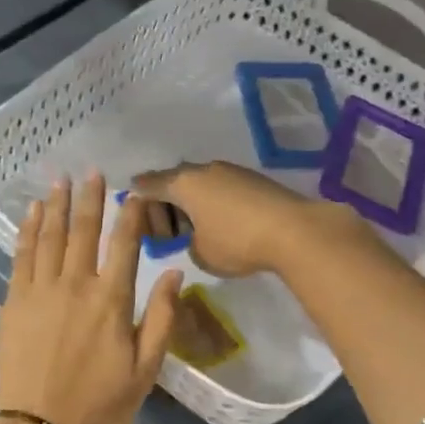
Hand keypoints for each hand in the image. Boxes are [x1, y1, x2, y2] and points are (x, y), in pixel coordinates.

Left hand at [0, 173, 182, 423]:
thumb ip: (161, 319)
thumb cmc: (99, 404)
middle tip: (92, 171)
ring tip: (61, 180)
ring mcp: (41, 290)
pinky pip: (22, 256)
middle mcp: (76, 285)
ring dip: (57, 205)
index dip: (131, 214)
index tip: (134, 192)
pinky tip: (33, 212)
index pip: (125, 244)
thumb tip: (175, 274)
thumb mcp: (145, 370)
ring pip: (51, 236)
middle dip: (90, 198)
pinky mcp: (15, 301)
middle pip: (84, 230)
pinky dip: (29, 230)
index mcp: (111, 301)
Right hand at [132, 161, 339, 277]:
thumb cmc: (237, 242)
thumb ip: (186, 243)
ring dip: (191, 203)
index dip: (136, 198)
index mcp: (183, 183)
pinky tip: (220, 224)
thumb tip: (195, 237)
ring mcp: (231, 171)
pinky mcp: (252, 179)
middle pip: (173, 181)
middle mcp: (203, 170)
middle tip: (166, 234)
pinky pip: (220, 188)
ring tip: (194, 230)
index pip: (148, 185)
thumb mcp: (200, 253)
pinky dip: (212, 203)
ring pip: (199, 183)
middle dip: (164, 205)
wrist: (294, 231)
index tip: (130, 209)